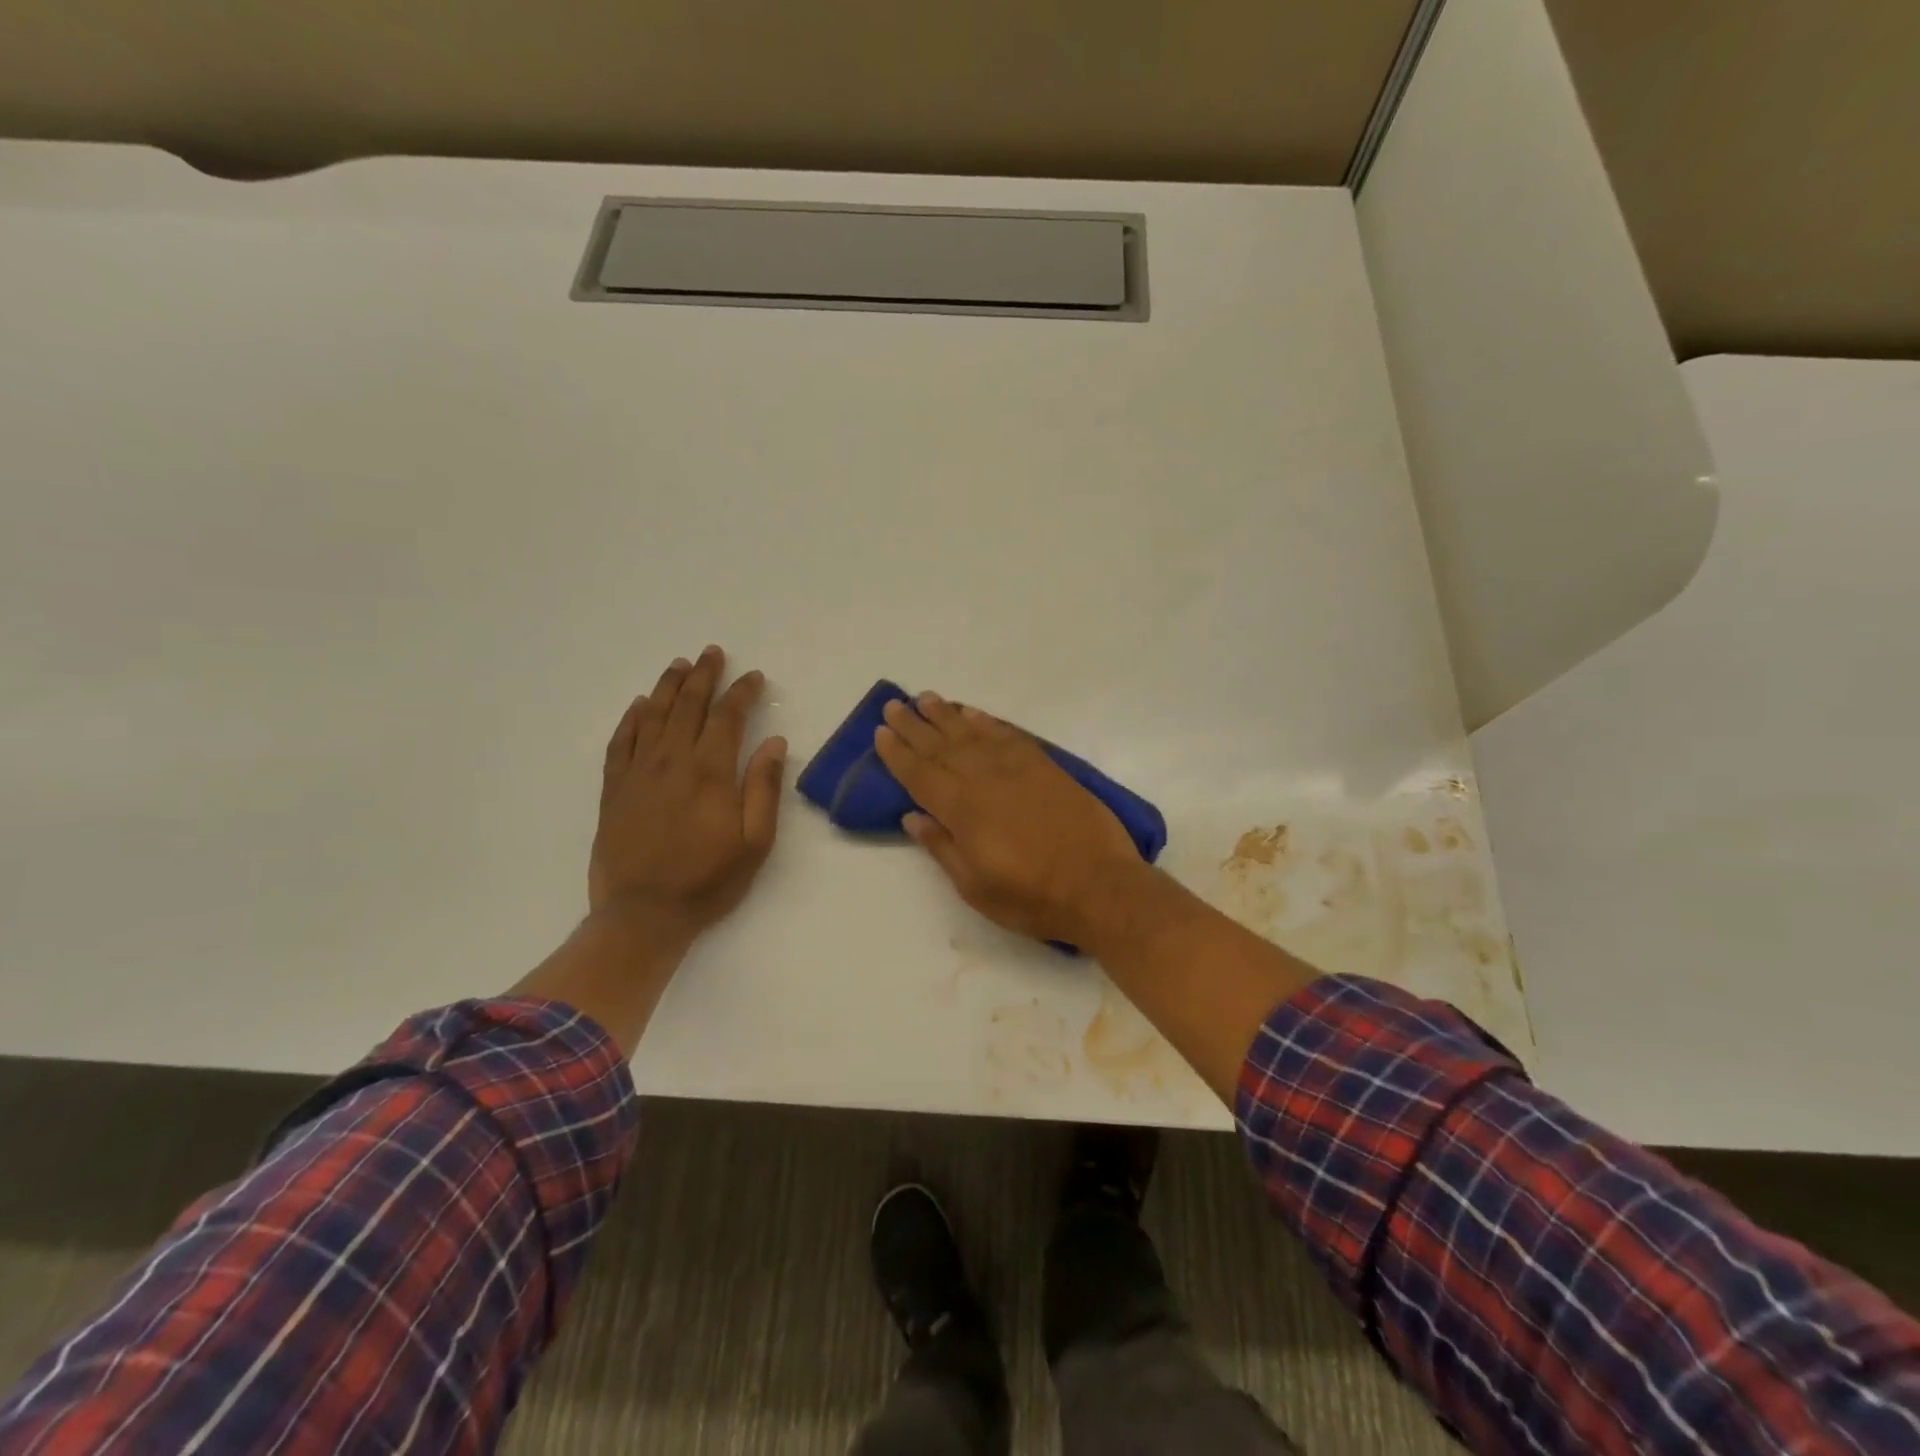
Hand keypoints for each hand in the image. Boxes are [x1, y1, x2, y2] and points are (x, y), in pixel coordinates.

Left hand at [590, 646, 787, 951]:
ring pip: (653, 715)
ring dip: (668, 687)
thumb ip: (763, 787)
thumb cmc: (708, 880)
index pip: (727, 717)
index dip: (742, 693)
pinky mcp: (614, 789)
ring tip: (679, 665)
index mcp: (710, 772)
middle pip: (688, 705)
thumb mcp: (754, 842)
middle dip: (703, 676)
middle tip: (712, 653)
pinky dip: (631, 718)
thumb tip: (773, 742)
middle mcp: (671, 761)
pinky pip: (621, 741)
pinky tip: (640, 705)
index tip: (754, 677)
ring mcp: (638, 772)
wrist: (642, 914)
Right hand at [873, 693, 1145, 946]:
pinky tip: (974, 715)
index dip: (897, 753)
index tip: (880, 731)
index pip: (920, 774)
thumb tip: (912, 816)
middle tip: (895, 704)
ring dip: (947, 715)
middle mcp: (985, 780)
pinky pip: (1009, 736)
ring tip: (927, 699)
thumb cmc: (1031, 897)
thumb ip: (942, 846)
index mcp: (962, 810)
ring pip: (973, 734)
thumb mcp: (975, 886)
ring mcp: (1018, 769)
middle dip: (915, 725)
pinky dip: (988, 723)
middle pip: (941, 746)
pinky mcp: (1046, 767)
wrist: (1099, 886)